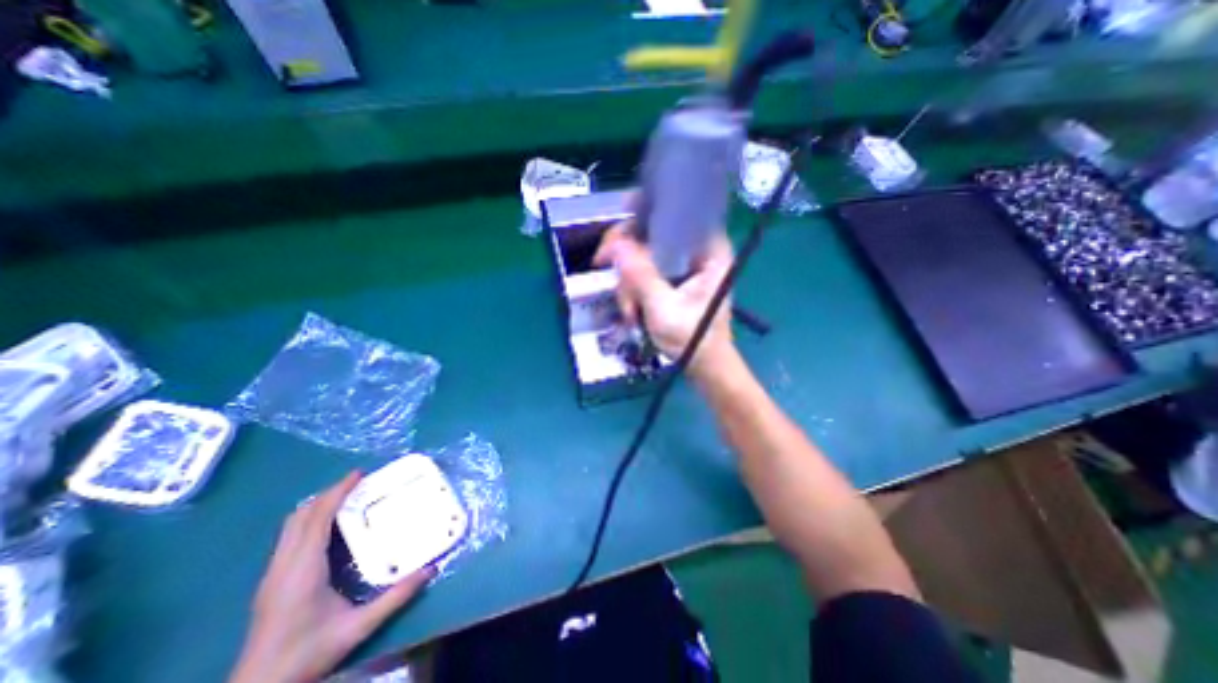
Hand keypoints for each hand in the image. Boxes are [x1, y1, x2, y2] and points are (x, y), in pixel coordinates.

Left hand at [231, 473, 433, 681]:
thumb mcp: (357, 627)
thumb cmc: (307, 654)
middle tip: (358, 483)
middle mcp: (283, 565)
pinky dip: (309, 520)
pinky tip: (328, 526)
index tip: (359, 474)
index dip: (337, 492)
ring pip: (291, 525)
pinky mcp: (270, 581)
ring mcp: (272, 573)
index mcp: (302, 569)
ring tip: (345, 497)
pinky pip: (289, 537)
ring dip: (317, 505)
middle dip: (328, 494)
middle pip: (300, 516)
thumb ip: (395, 597)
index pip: (317, 518)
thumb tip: (430, 570)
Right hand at [596, 218, 736, 374]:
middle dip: (628, 261)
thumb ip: (641, 276)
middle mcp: (698, 251)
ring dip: (629, 283)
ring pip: (644, 255)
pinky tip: (633, 309)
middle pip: (652, 234)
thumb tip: (616, 245)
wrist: (704, 366)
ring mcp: (685, 266)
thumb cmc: (693, 340)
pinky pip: (646, 271)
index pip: (673, 215)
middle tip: (608, 274)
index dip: (641, 217)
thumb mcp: (664, 309)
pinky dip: (634, 288)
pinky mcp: (675, 278)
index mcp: (709, 251)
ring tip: (630, 312)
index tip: (615, 234)